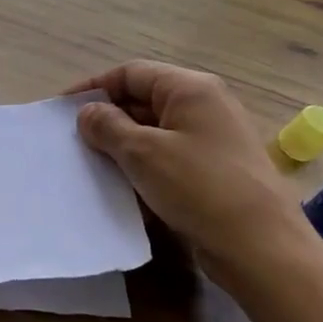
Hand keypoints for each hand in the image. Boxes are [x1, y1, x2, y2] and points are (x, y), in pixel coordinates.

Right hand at [71, 61, 316, 288]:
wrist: (261, 248)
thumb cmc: (199, 187)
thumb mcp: (143, 152)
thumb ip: (108, 126)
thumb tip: (89, 112)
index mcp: (190, 89)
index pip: (131, 73)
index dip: (93, 87)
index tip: (61, 110)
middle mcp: (205, 106)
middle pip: (143, 100)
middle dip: (107, 119)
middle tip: (73, 142)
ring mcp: (213, 140)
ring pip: (154, 132)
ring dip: (122, 147)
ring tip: (92, 166)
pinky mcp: (215, 171)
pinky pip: (169, 159)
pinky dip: (144, 168)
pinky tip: (123, 189)